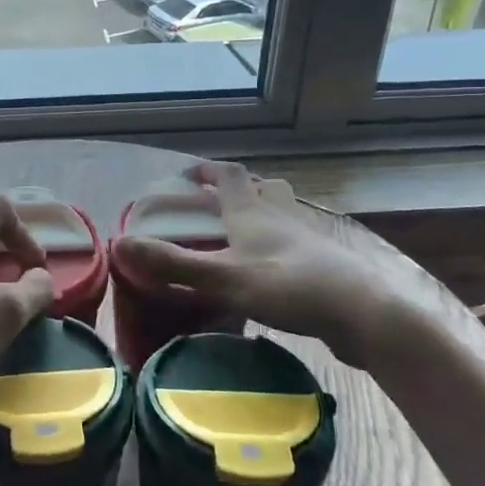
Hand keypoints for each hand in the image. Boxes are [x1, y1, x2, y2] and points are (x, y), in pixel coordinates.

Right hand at [112, 160, 464, 368]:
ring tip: (241, 235)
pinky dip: (277, 248)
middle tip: (215, 204)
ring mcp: (306, 241)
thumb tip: (120, 245)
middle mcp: (280, 217)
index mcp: (253, 212)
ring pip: (281, 215)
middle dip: (237, 189)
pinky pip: (294, 246)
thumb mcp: (223, 278)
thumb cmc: (289, 287)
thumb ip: (173, 263)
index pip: (229, 175)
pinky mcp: (323, 267)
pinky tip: (268, 274)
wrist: (363, 315)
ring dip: (261, 215)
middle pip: (261, 188)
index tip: (186, 175)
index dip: (208, 170)